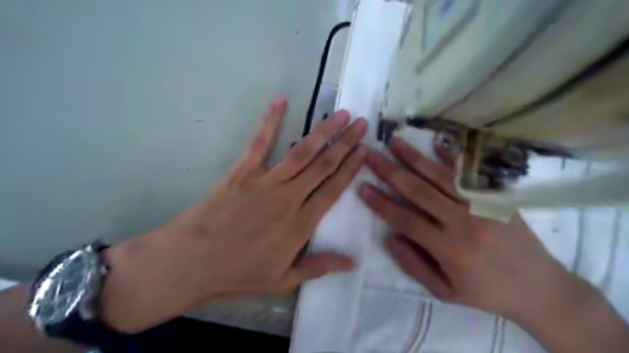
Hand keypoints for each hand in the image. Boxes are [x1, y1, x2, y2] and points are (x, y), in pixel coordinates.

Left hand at [103, 96, 368, 333]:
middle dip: (345, 142)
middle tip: (361, 123)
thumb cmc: (238, 273)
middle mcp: (288, 197)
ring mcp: (265, 181)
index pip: (333, 190)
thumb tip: (352, 262)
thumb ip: (318, 267)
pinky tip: (281, 101)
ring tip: (340, 114)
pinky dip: (270, 120)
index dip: (351, 168)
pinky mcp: (243, 171)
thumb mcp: (282, 281)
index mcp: (300, 224)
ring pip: (301, 151)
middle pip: (323, 165)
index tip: (364, 150)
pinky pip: (259, 142)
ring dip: (323, 131)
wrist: (191, 262)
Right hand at [359, 136, 579, 318]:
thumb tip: (390, 238)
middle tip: (371, 155)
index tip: (362, 187)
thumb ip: (414, 265)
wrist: (541, 288)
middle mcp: (462, 222)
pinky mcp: (496, 197)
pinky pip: (470, 173)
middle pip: (418, 191)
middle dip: (390, 171)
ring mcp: (481, 205)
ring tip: (394, 142)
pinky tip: (436, 141)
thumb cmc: (487, 292)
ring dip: (414, 157)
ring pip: (440, 176)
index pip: (405, 219)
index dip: (381, 203)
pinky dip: (452, 156)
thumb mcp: (445, 292)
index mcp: (448, 248)